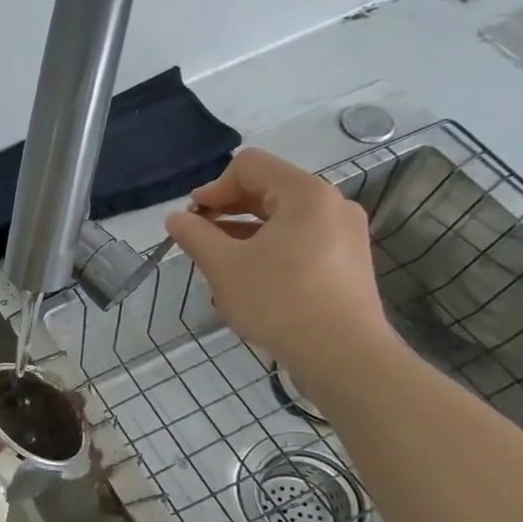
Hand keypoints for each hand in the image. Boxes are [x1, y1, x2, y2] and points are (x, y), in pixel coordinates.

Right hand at [164, 148, 398, 391]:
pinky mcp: (346, 262)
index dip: (213, 187)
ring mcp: (343, 234)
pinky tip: (248, 278)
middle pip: (267, 188)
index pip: (250, 166)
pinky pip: (299, 239)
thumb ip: (195, 235)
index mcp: (305, 194)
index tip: (193, 220)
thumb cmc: (279, 301)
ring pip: (282, 217)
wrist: (343, 356)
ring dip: (243, 231)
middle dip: (227, 209)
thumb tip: (176, 219)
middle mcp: (331, 205)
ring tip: (219, 262)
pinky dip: (268, 247)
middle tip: (199, 239)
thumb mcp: (224, 266)